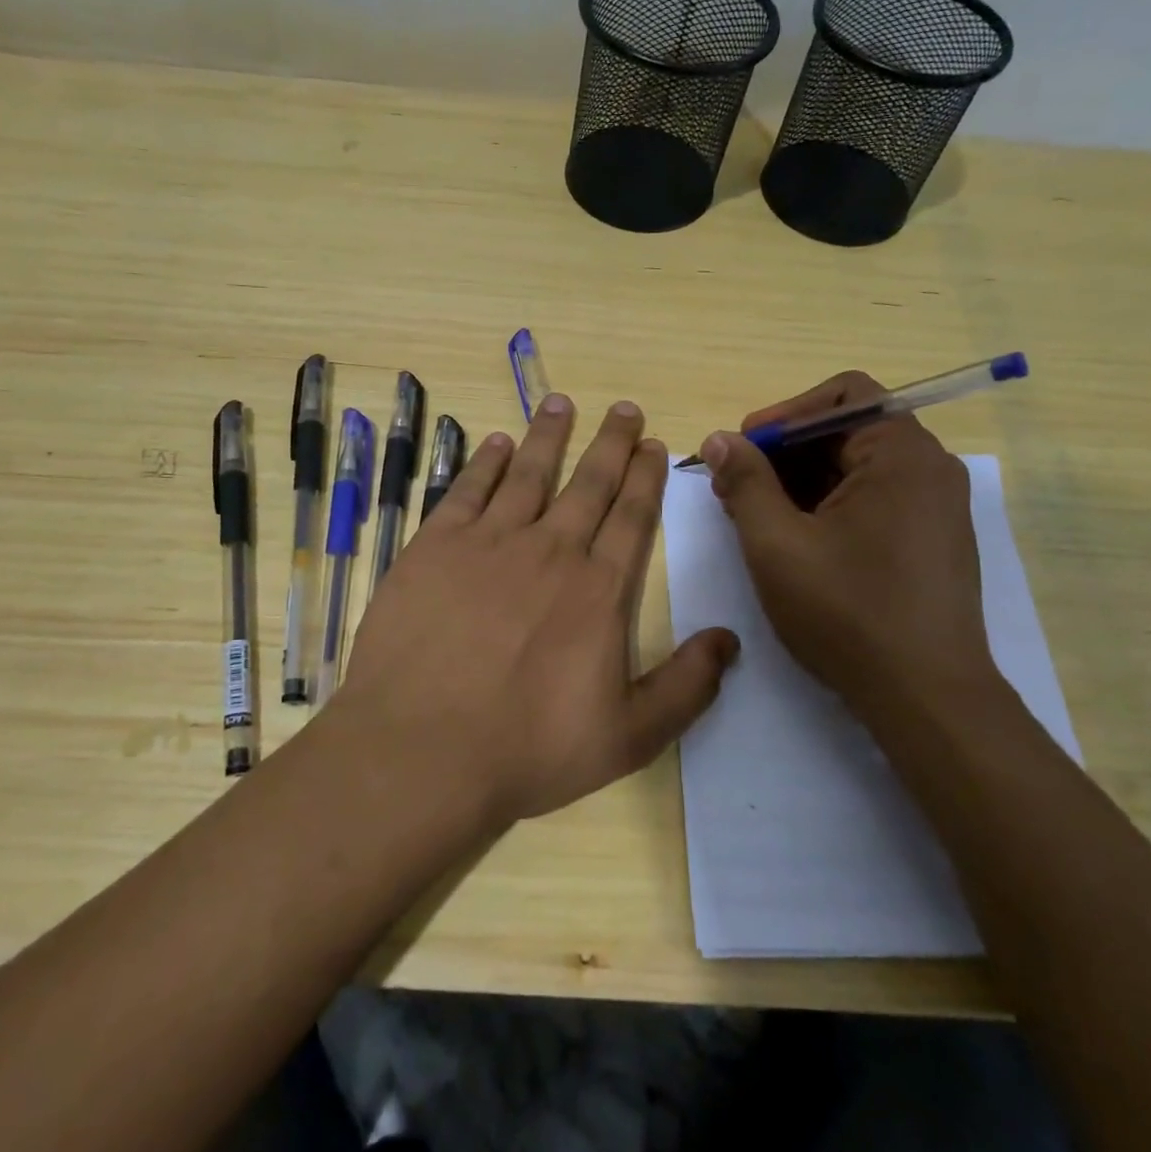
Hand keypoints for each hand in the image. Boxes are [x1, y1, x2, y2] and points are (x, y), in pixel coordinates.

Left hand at [332, 394, 739, 828]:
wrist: (422, 748)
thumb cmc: (528, 749)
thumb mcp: (628, 737)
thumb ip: (686, 687)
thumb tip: (729, 640)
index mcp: (598, 590)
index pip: (631, 517)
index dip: (645, 477)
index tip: (652, 444)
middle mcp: (549, 551)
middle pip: (588, 483)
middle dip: (610, 443)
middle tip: (623, 408)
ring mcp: (489, 543)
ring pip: (528, 473)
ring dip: (548, 436)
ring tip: (562, 402)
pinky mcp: (436, 546)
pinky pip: (467, 490)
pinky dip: (484, 463)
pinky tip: (494, 443)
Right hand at [699, 371, 1001, 715]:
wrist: (926, 699)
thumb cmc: (847, 613)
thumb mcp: (777, 544)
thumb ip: (745, 482)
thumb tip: (720, 440)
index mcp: (901, 454)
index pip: (842, 396)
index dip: (784, 414)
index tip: (742, 449)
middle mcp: (928, 469)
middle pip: (846, 431)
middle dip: (783, 452)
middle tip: (733, 487)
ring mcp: (934, 506)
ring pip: (855, 468)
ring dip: (799, 481)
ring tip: (753, 516)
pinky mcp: (930, 540)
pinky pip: (872, 499)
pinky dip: (827, 505)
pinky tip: (792, 539)